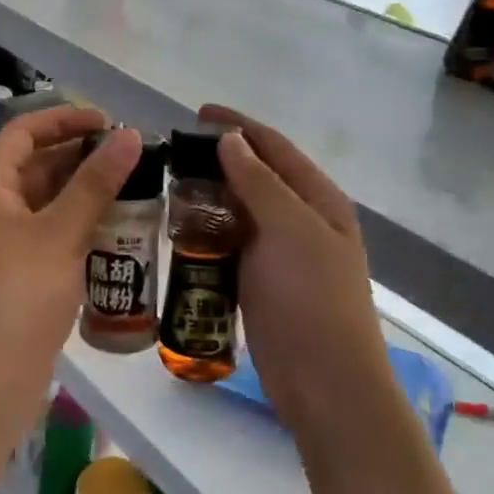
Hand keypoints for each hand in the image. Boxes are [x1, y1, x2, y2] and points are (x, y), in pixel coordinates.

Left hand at [0, 108, 142, 400]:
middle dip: (81, 157)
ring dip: (85, 193)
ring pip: (47, 203)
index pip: (23, 133)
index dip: (64, 118)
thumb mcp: (60, 233)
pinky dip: (81, 226)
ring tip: (134, 188)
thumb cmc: (19, 294)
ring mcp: (3, 244)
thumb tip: (130, 135)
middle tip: (131, 157)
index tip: (109, 120)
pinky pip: (52, 235)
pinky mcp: (19, 274)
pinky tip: (118, 230)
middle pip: (36, 166)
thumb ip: (96, 182)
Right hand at [200, 105, 397, 446]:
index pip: (275, 147)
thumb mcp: (289, 230)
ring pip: (241, 211)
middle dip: (220, 159)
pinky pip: (232, 245)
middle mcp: (303, 220)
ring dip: (210, 196)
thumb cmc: (311, 298)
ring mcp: (282, 254)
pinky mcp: (262, 282)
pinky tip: (181, 230)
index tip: (197, 113)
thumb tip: (232, 141)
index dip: (238, 126)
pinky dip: (208, 232)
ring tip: (169, 186)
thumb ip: (260, 183)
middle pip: (258, 176)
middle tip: (173, 153)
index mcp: (319, 200)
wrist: (324, 380)